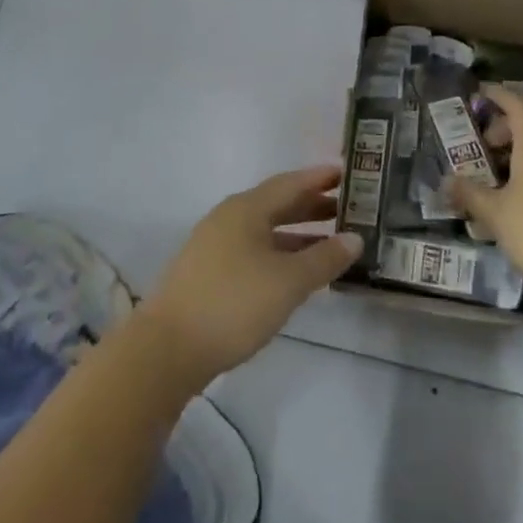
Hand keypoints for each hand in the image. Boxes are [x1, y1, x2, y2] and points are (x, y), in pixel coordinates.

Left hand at [140, 165, 362, 385]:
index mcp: (247, 208)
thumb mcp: (288, 281)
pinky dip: (280, 253)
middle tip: (350, 209)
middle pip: (278, 204)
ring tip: (332, 243)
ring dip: (298, 234)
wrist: (167, 349)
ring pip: (266, 230)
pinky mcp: (209, 273)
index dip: (321, 178)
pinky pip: (254, 250)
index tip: (350, 173)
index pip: (291, 182)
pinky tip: (296, 273)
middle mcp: (229, 218)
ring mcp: (215, 245)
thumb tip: (355, 238)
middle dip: (313, 206)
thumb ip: (324, 258)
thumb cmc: (233, 304)